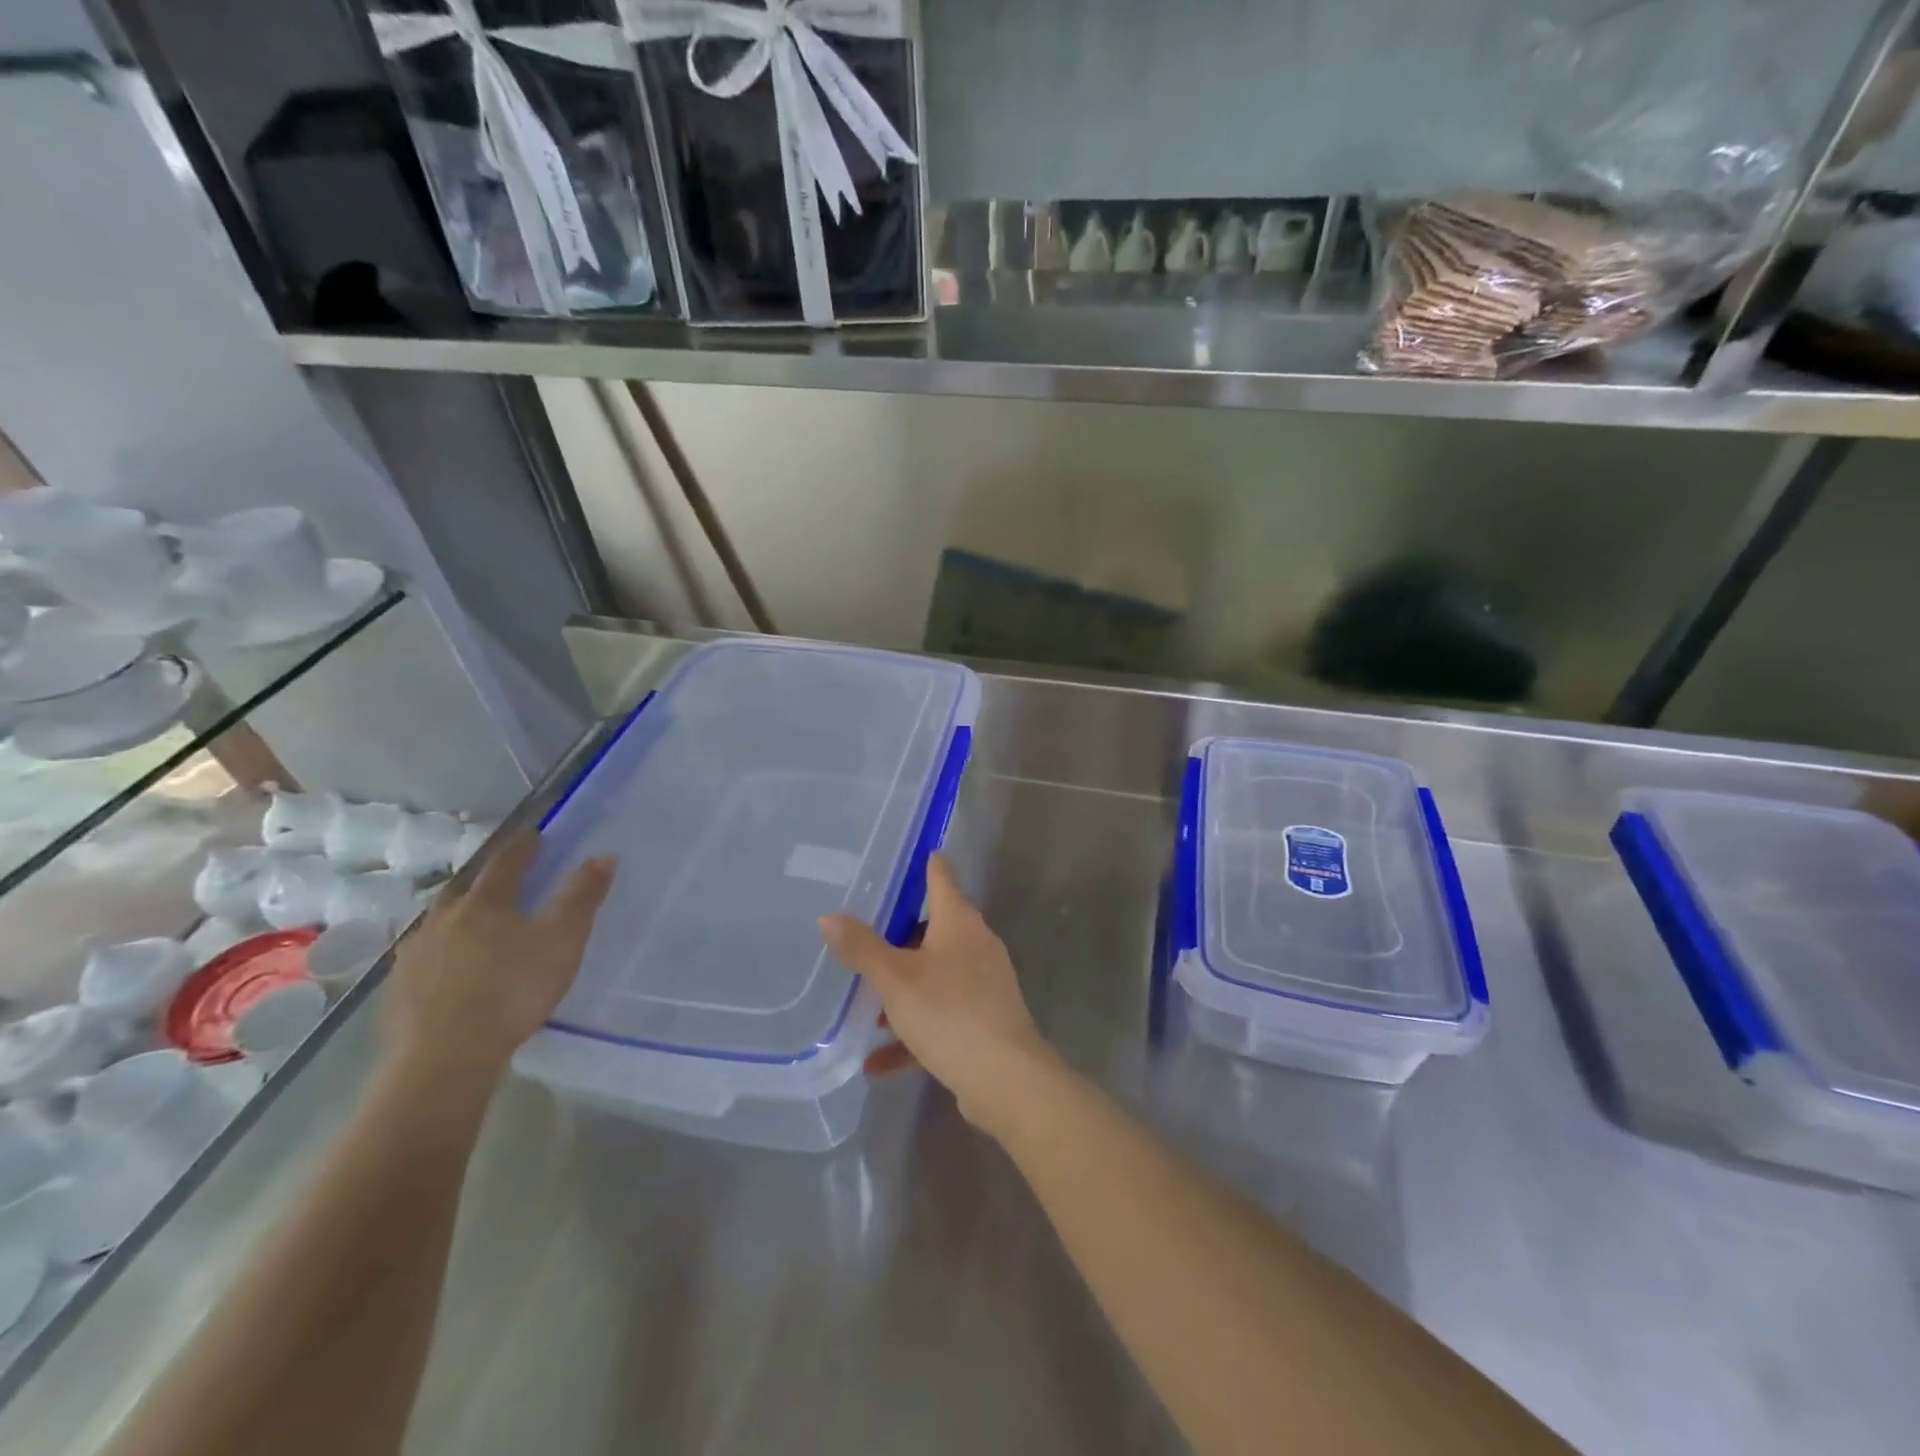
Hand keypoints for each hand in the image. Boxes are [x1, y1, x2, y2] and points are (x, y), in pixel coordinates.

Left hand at [383, 830, 613, 1082]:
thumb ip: (582, 897)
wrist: (444, 1058)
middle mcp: (443, 919)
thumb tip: (604, 856)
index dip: (524, 846)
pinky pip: (425, 958)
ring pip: (440, 923)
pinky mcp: (398, 990)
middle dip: (487, 880)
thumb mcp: (563, 940)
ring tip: (477, 926)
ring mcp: (414, 955)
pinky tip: (451, 970)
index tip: (535, 835)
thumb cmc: (513, 990)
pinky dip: (442, 954)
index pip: (506, 862)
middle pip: (466, 888)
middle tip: (505, 881)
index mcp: (484, 902)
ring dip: (460, 917)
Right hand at [820, 856, 1057, 1139]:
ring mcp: (983, 983)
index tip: (899, 856)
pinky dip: (912, 1031)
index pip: (939, 876)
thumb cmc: (949, 1013)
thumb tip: (828, 916)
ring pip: (934, 974)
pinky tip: (877, 1060)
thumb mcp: (896, 979)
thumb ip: (862, 948)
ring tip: (863, 1006)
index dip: (922, 863)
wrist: (1006, 1079)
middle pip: (932, 928)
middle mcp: (975, 944)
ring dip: (901, 990)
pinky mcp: (983, 1020)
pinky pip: (940, 1015)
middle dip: (897, 936)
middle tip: (860, 937)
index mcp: (959, 921)